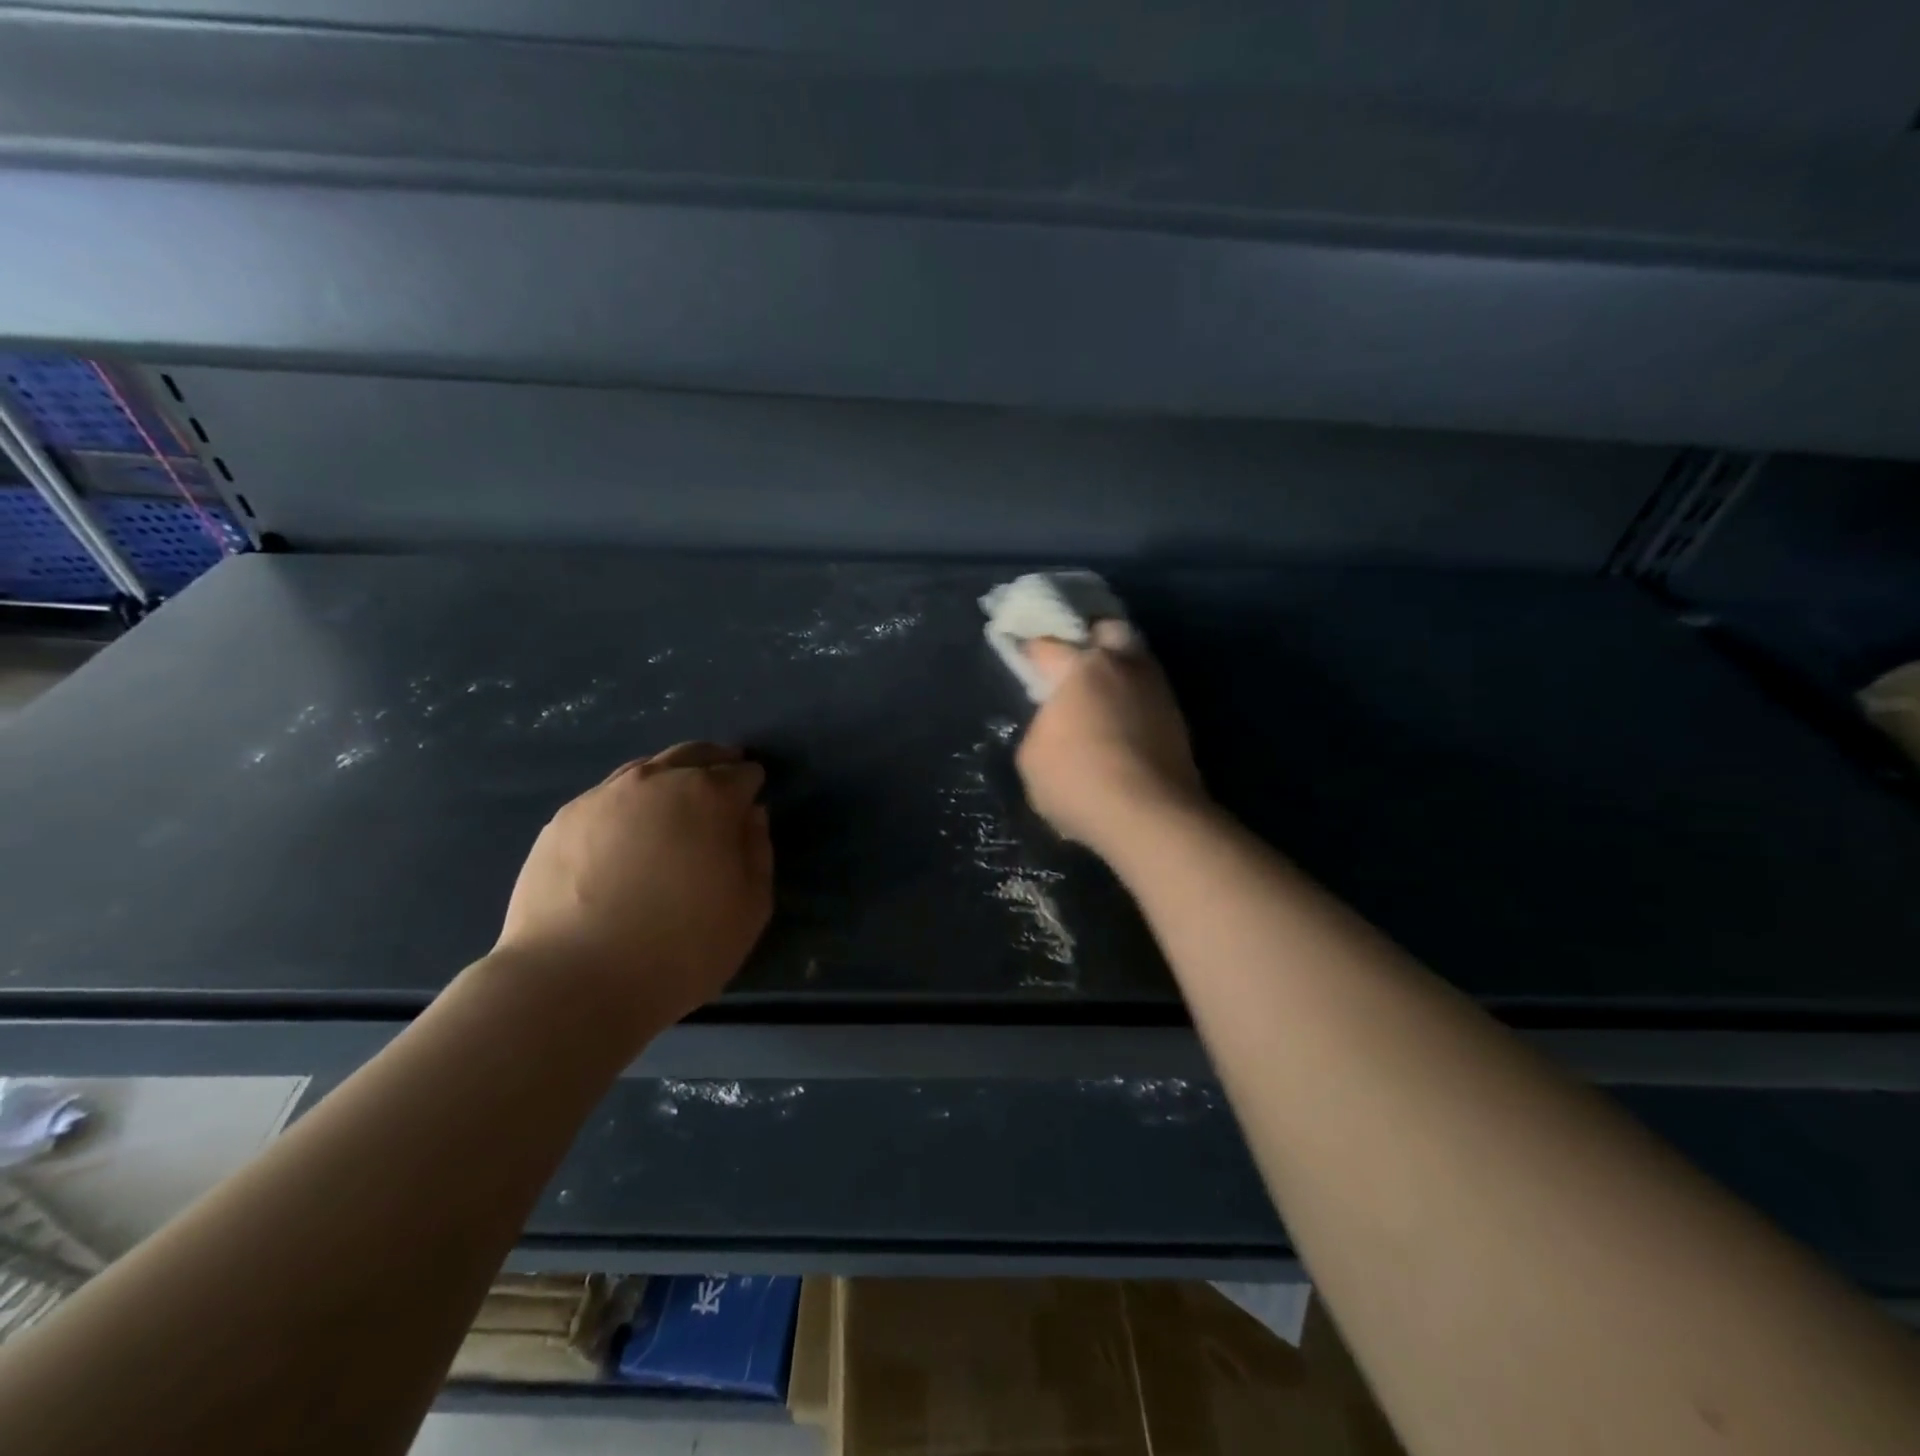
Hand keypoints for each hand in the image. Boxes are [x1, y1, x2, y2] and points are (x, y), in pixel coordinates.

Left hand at [496, 742, 772, 1025]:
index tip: (753, 798)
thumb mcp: (750, 908)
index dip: (751, 783)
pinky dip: (628, 803)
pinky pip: (608, 797)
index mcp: (708, 796)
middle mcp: (656, 781)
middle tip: (722, 778)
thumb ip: (758, 851)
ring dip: (669, 778)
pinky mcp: (563, 820)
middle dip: (714, 763)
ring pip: (646, 770)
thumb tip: (751, 815)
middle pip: (693, 755)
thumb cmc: (681, 948)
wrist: (573, 981)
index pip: (741, 773)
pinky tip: (627, 832)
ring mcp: (603, 797)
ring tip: (675, 802)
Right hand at [1015, 621, 1208, 856]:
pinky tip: (1122, 723)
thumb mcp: (1031, 759)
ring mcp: (1157, 691)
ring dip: (1119, 671)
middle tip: (1075, 662)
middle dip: (1092, 638)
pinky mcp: (1179, 719)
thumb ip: (1041, 728)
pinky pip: (1150, 695)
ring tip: (1101, 697)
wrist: (1149, 815)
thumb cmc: (1077, 780)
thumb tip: (1056, 725)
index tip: (1023, 658)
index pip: (1048, 646)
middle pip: (1109, 630)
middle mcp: (1123, 666)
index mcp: (1081, 668)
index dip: (1031, 651)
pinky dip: (1135, 701)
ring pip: (1137, 662)